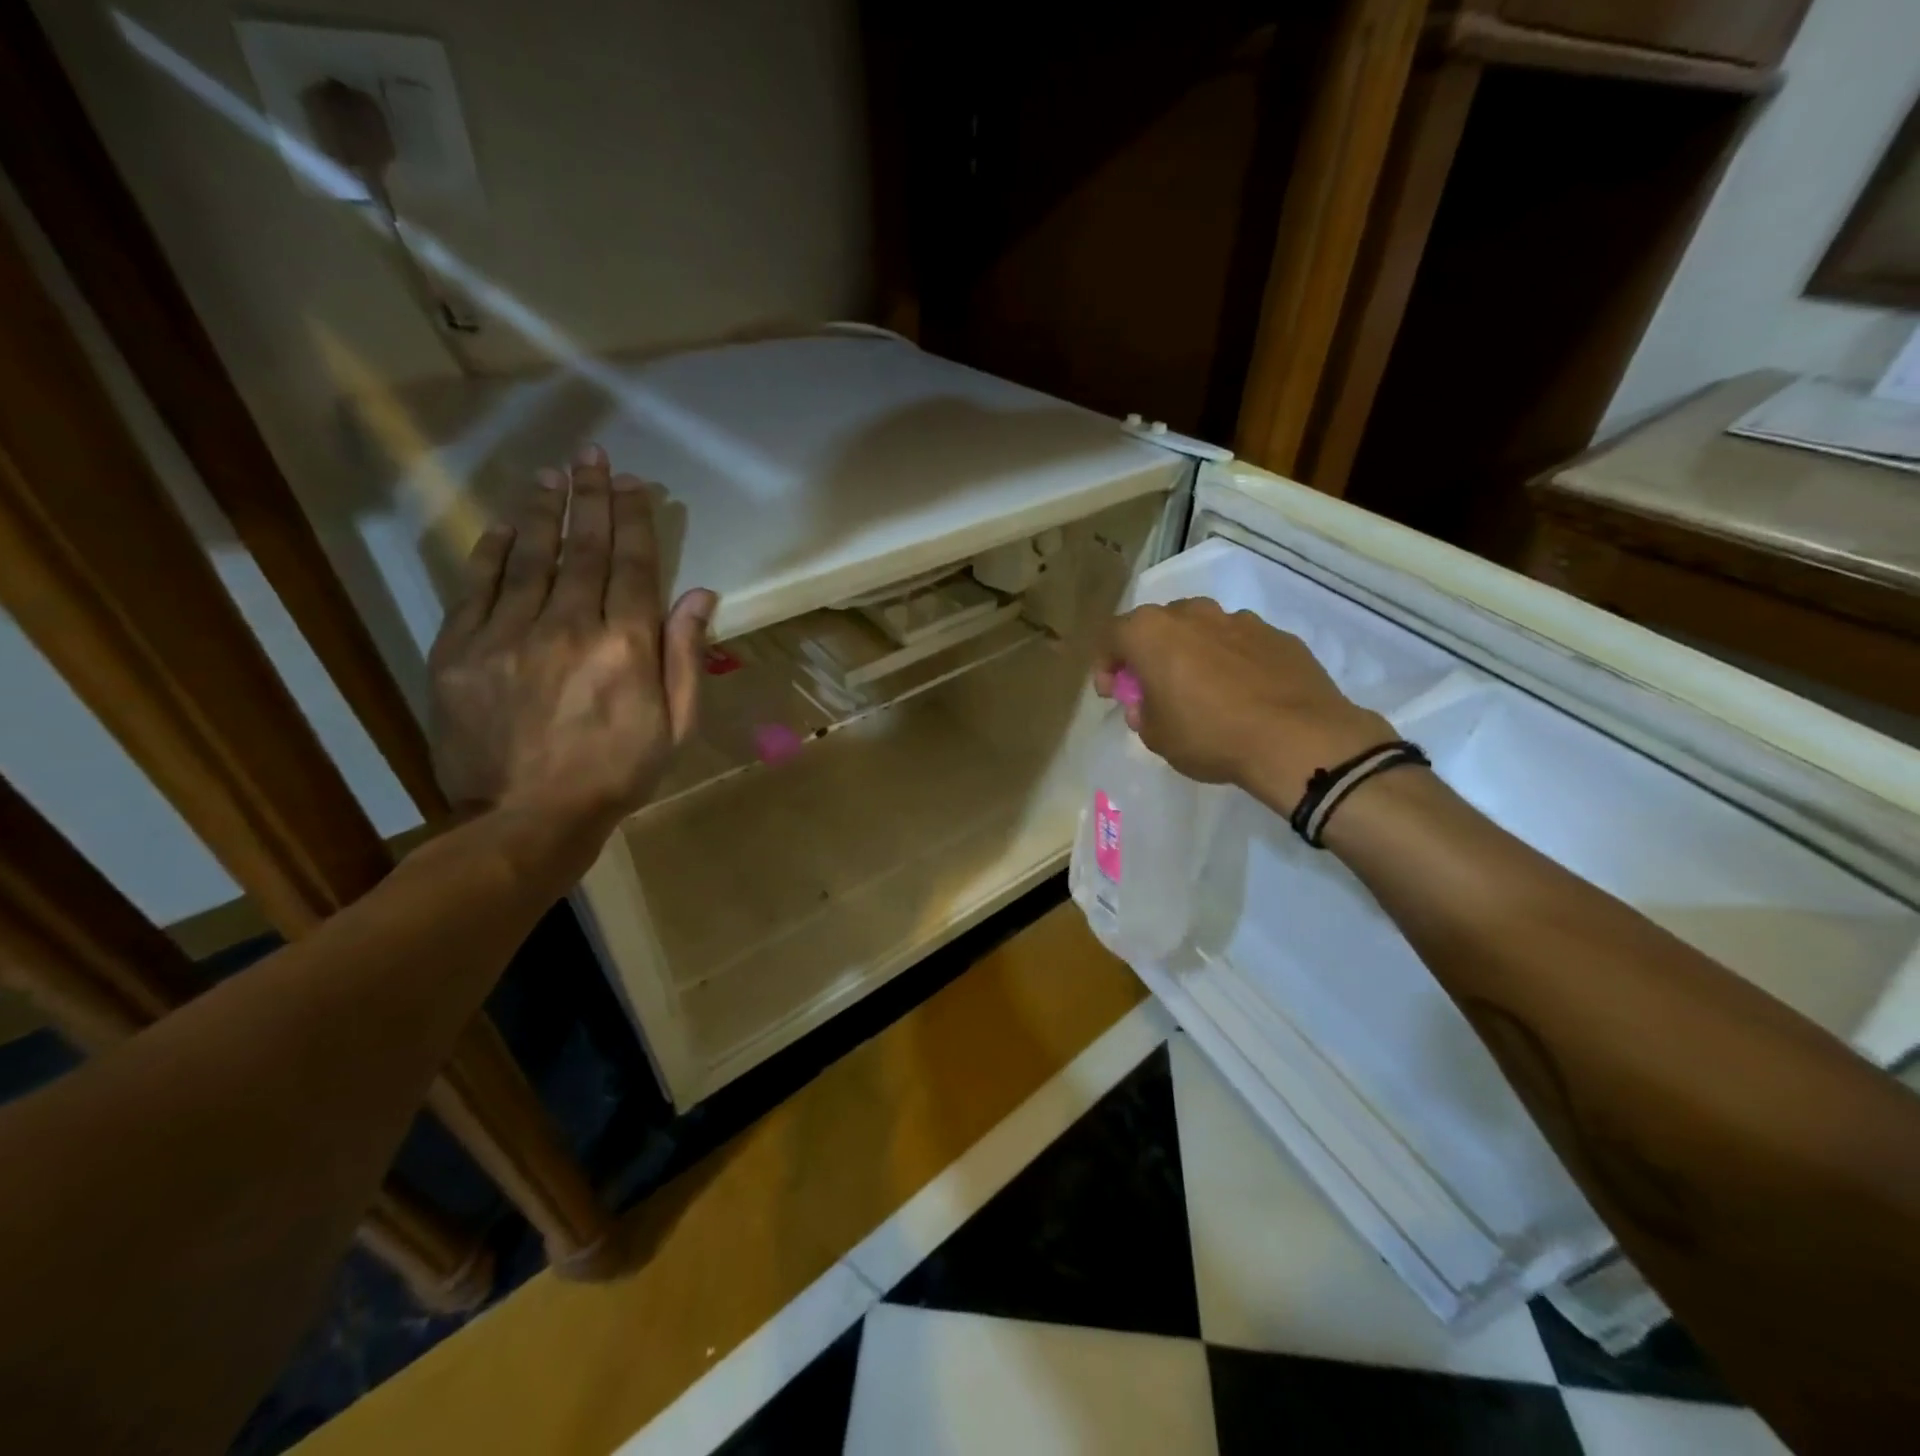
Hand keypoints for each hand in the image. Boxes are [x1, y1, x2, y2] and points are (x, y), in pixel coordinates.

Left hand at [428, 445, 714, 833]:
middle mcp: (569, 626)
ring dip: (544, 511)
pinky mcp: (461, 650)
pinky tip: (504, 524)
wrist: (528, 817)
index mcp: (626, 646)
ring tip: (553, 475)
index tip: (635, 485)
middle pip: (584, 549)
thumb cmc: (617, 773)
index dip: (635, 520)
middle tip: (594, 458)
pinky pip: (478, 585)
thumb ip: (685, 656)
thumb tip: (700, 593)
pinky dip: (492, 550)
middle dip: (592, 499)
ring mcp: (509, 634)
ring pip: (530, 556)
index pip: (634, 565)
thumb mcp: (676, 725)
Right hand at [1094, 598, 1393, 809]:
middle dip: (1150, 654)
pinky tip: (1243, 694)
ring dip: (1192, 653)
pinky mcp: (1278, 635)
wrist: (1297, 738)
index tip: (1113, 693)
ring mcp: (1239, 620)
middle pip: (1158, 626)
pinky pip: (1240, 644)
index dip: (1106, 665)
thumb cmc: (1210, 735)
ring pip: (1202, 629)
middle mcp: (1193, 614)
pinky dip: (1232, 661)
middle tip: (1155, 688)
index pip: (1112, 636)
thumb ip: (1143, 713)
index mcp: (1152, 633)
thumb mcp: (1156, 737)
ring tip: (1203, 691)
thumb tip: (1149, 704)